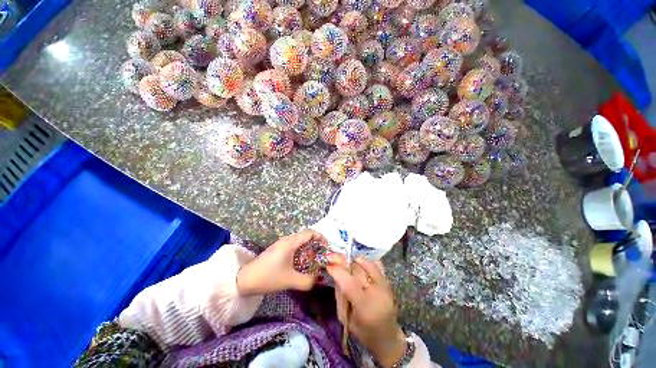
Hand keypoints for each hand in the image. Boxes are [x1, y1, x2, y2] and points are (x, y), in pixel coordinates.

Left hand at [236, 229, 325, 295]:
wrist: (245, 280)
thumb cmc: (268, 277)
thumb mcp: (290, 281)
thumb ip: (307, 281)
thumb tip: (318, 278)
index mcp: (290, 243)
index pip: (310, 232)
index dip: (320, 237)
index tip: (326, 248)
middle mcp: (287, 240)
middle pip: (306, 236)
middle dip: (316, 244)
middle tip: (321, 256)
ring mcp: (281, 244)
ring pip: (300, 241)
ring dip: (308, 248)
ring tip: (313, 261)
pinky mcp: (278, 249)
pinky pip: (294, 245)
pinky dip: (301, 251)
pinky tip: (301, 263)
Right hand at [327, 255, 406, 367]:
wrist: (387, 336)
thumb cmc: (363, 331)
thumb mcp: (345, 318)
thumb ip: (340, 295)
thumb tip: (335, 274)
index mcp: (365, 306)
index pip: (350, 283)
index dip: (338, 271)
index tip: (328, 265)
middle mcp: (376, 292)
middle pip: (357, 270)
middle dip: (343, 262)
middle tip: (333, 257)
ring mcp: (384, 285)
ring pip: (366, 264)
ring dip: (353, 261)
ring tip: (346, 263)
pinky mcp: (388, 282)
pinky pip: (376, 264)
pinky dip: (366, 261)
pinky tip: (359, 263)